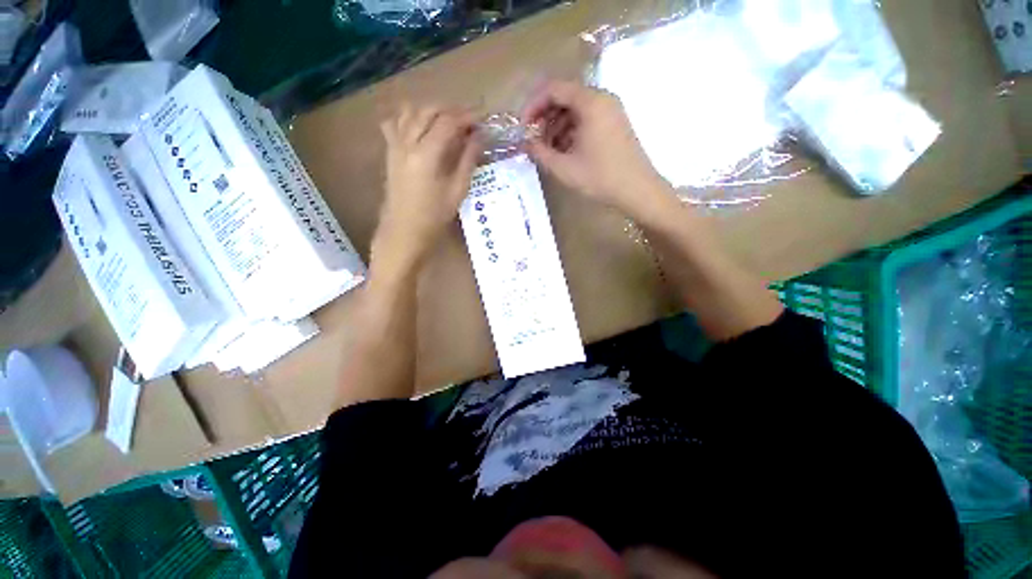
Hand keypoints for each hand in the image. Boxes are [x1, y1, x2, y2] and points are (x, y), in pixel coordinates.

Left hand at [373, 105, 481, 275]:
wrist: (404, 231)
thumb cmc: (434, 217)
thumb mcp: (457, 191)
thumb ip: (468, 160)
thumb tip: (478, 137)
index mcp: (426, 154)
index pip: (448, 122)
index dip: (467, 116)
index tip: (482, 118)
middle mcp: (408, 143)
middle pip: (429, 111)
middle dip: (451, 110)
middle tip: (469, 120)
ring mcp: (395, 146)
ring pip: (410, 112)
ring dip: (431, 110)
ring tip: (448, 121)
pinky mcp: (389, 152)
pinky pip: (394, 123)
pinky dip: (408, 117)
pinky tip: (419, 125)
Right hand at [522, 80, 667, 217]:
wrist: (637, 190)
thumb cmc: (600, 177)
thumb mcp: (564, 168)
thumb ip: (540, 153)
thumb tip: (526, 143)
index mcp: (590, 102)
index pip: (553, 89)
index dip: (533, 106)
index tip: (523, 127)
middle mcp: (602, 98)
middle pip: (565, 97)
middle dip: (545, 118)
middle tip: (535, 141)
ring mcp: (611, 110)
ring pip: (575, 109)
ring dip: (557, 126)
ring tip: (548, 150)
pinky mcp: (615, 123)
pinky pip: (587, 118)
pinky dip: (572, 131)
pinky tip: (565, 151)